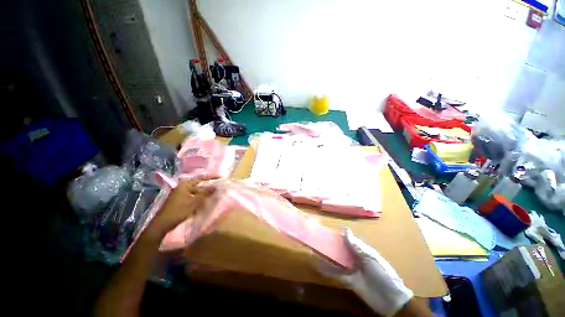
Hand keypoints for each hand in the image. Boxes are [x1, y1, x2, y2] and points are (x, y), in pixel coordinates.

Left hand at [145, 176, 216, 240]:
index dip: (211, 177)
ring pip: (195, 192)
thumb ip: (205, 193)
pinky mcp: (179, 200)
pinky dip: (198, 199)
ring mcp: (180, 194)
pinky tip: (203, 203)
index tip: (220, 177)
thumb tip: (215, 186)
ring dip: (203, 194)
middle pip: (198, 185)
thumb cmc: (178, 211)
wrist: (162, 224)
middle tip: (217, 188)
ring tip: (212, 196)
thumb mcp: (194, 202)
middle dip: (207, 187)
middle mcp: (182, 187)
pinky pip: (192, 197)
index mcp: (185, 185)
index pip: (201, 178)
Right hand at [318, 229, 413, 316]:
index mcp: (362, 251)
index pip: (348, 240)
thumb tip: (345, 230)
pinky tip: (318, 266)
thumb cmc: (382, 274)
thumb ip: (356, 246)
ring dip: (328, 256)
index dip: (339, 235)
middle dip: (332, 245)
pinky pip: (337, 274)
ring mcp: (352, 269)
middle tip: (318, 239)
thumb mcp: (370, 258)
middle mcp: (355, 258)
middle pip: (341, 249)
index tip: (328, 230)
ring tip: (316, 250)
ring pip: (337, 260)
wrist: (391, 299)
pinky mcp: (349, 280)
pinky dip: (328, 270)